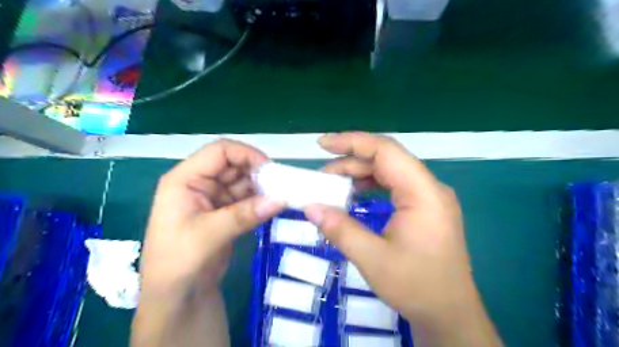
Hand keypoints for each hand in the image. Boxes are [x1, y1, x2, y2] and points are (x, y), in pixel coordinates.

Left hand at [139, 140, 284, 296]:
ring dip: (261, 187)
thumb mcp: (208, 235)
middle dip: (257, 172)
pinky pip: (246, 199)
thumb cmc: (178, 263)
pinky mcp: (224, 213)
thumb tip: (281, 199)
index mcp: (185, 179)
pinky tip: (273, 206)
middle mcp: (199, 183)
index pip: (219, 152)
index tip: (271, 170)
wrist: (176, 298)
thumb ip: (244, 214)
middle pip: (233, 164)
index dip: (246, 154)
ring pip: (242, 182)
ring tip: (281, 197)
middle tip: (281, 185)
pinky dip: (260, 201)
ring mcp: (213, 198)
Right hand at [304, 133, 501, 346]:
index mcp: (423, 193)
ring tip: (333, 183)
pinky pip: (394, 185)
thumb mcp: (373, 259)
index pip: (386, 150)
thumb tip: (310, 207)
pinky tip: (354, 193)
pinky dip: (371, 185)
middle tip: (321, 174)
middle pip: (387, 159)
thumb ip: (340, 229)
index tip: (322, 144)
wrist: (450, 314)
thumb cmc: (417, 287)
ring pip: (390, 171)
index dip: (352, 142)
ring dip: (360, 172)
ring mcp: (429, 197)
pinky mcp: (424, 208)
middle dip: (351, 160)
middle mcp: (429, 188)